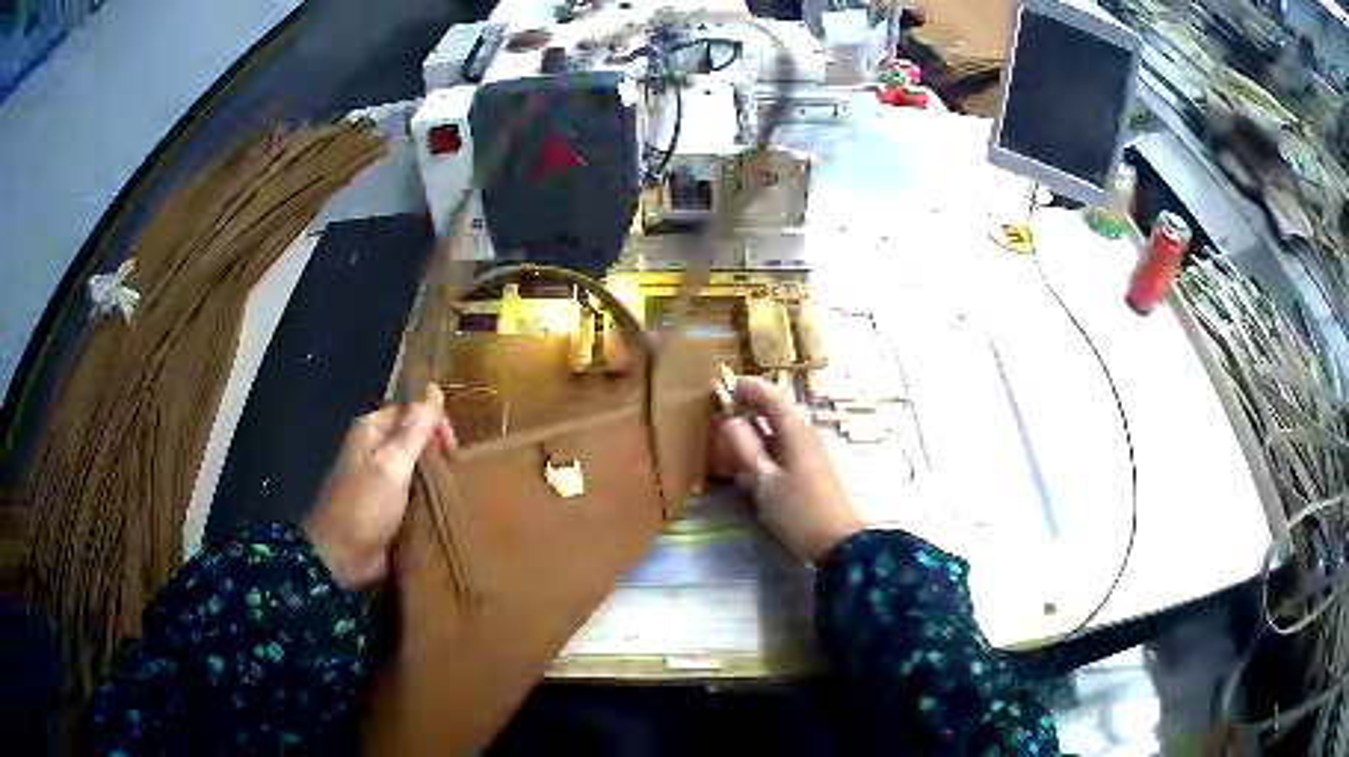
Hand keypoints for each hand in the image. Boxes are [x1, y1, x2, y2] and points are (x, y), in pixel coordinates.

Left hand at [304, 385, 457, 589]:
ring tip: (456, 491)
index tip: (453, 451)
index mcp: (371, 430)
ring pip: (416, 466)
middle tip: (457, 474)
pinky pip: (413, 493)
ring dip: (435, 476)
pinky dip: (428, 497)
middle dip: (437, 451)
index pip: (411, 410)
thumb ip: (415, 429)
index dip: (435, 423)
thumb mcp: (393, 464)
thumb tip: (434, 389)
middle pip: (414, 438)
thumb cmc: (365, 506)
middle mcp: (374, 449)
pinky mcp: (386, 507)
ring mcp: (379, 479)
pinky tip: (443, 507)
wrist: (342, 556)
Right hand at [713, 377, 862, 563]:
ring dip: (757, 433)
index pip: (772, 398)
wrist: (838, 543)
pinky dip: (767, 450)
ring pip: (780, 433)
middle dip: (752, 411)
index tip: (728, 387)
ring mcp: (813, 452)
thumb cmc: (798, 511)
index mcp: (796, 431)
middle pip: (777, 413)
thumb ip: (744, 448)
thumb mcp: (764, 481)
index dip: (750, 389)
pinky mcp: (814, 470)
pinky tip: (754, 468)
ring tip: (732, 443)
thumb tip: (728, 420)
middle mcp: (807, 435)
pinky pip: (785, 449)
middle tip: (724, 415)